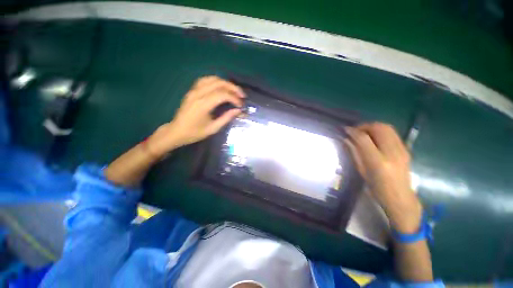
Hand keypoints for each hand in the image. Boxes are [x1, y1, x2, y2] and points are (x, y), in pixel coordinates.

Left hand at [147, 76, 244, 156]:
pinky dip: (216, 81)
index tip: (241, 105)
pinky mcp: (192, 90)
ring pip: (212, 79)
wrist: (176, 131)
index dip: (234, 98)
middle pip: (219, 83)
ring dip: (225, 83)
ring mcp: (193, 90)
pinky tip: (221, 87)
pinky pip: (205, 80)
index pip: (223, 95)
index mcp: (203, 105)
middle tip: (242, 95)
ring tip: (233, 91)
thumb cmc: (195, 133)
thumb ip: (226, 118)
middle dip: (233, 88)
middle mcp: (198, 94)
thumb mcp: (213, 128)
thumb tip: (238, 110)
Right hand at [344, 123, 421, 233]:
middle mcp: (392, 153)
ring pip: (387, 128)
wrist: (401, 198)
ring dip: (373, 126)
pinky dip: (381, 131)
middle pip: (379, 128)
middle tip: (355, 131)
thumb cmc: (377, 188)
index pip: (363, 139)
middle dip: (364, 126)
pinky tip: (375, 138)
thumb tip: (346, 139)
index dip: (353, 131)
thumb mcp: (361, 171)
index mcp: (378, 162)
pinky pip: (392, 133)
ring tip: (364, 132)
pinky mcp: (406, 149)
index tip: (345, 130)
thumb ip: (354, 153)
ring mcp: (401, 150)